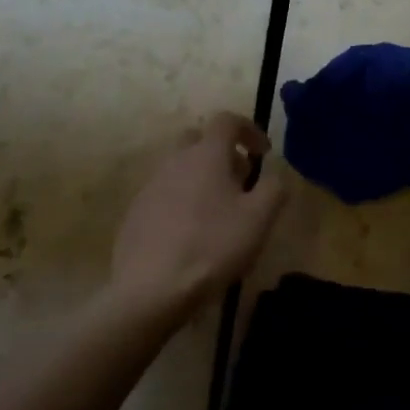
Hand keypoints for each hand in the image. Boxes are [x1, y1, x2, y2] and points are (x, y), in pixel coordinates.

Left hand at [111, 112, 285, 314]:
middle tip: (241, 181)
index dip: (249, 129)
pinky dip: (183, 203)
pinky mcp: (135, 214)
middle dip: (222, 152)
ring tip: (220, 214)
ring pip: (180, 168)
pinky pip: (165, 195)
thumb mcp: (259, 218)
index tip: (263, 153)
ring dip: (202, 179)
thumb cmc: (211, 246)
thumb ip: (274, 188)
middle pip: (198, 140)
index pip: (226, 120)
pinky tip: (193, 236)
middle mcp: (174, 161)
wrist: (149, 289)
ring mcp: (150, 187)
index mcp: (206, 154)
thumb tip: (274, 175)